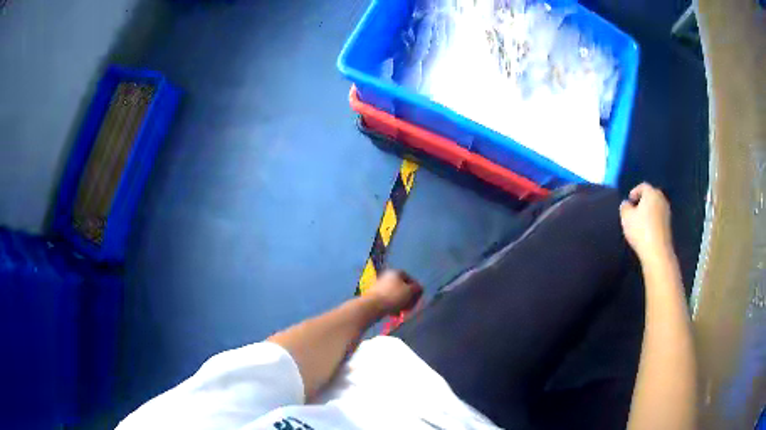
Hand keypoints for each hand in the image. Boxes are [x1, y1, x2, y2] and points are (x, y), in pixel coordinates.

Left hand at [366, 270, 422, 314]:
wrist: (372, 306)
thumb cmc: (393, 296)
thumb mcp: (409, 291)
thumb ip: (416, 288)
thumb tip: (419, 287)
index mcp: (395, 272)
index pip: (410, 278)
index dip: (416, 288)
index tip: (418, 297)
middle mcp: (387, 277)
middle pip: (402, 287)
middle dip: (408, 297)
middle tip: (411, 306)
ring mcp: (380, 286)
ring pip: (395, 295)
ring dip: (401, 303)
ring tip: (403, 312)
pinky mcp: (375, 296)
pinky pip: (388, 301)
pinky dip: (393, 306)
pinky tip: (395, 314)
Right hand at [619, 183, 673, 261]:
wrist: (657, 252)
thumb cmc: (640, 230)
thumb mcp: (626, 217)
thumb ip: (624, 207)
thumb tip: (627, 204)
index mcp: (651, 193)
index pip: (643, 186)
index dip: (635, 191)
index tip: (629, 201)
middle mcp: (661, 199)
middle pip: (651, 195)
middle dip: (643, 200)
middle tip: (635, 209)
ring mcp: (667, 212)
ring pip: (656, 206)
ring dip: (649, 211)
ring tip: (640, 221)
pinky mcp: (669, 225)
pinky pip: (659, 217)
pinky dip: (653, 220)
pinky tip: (647, 229)